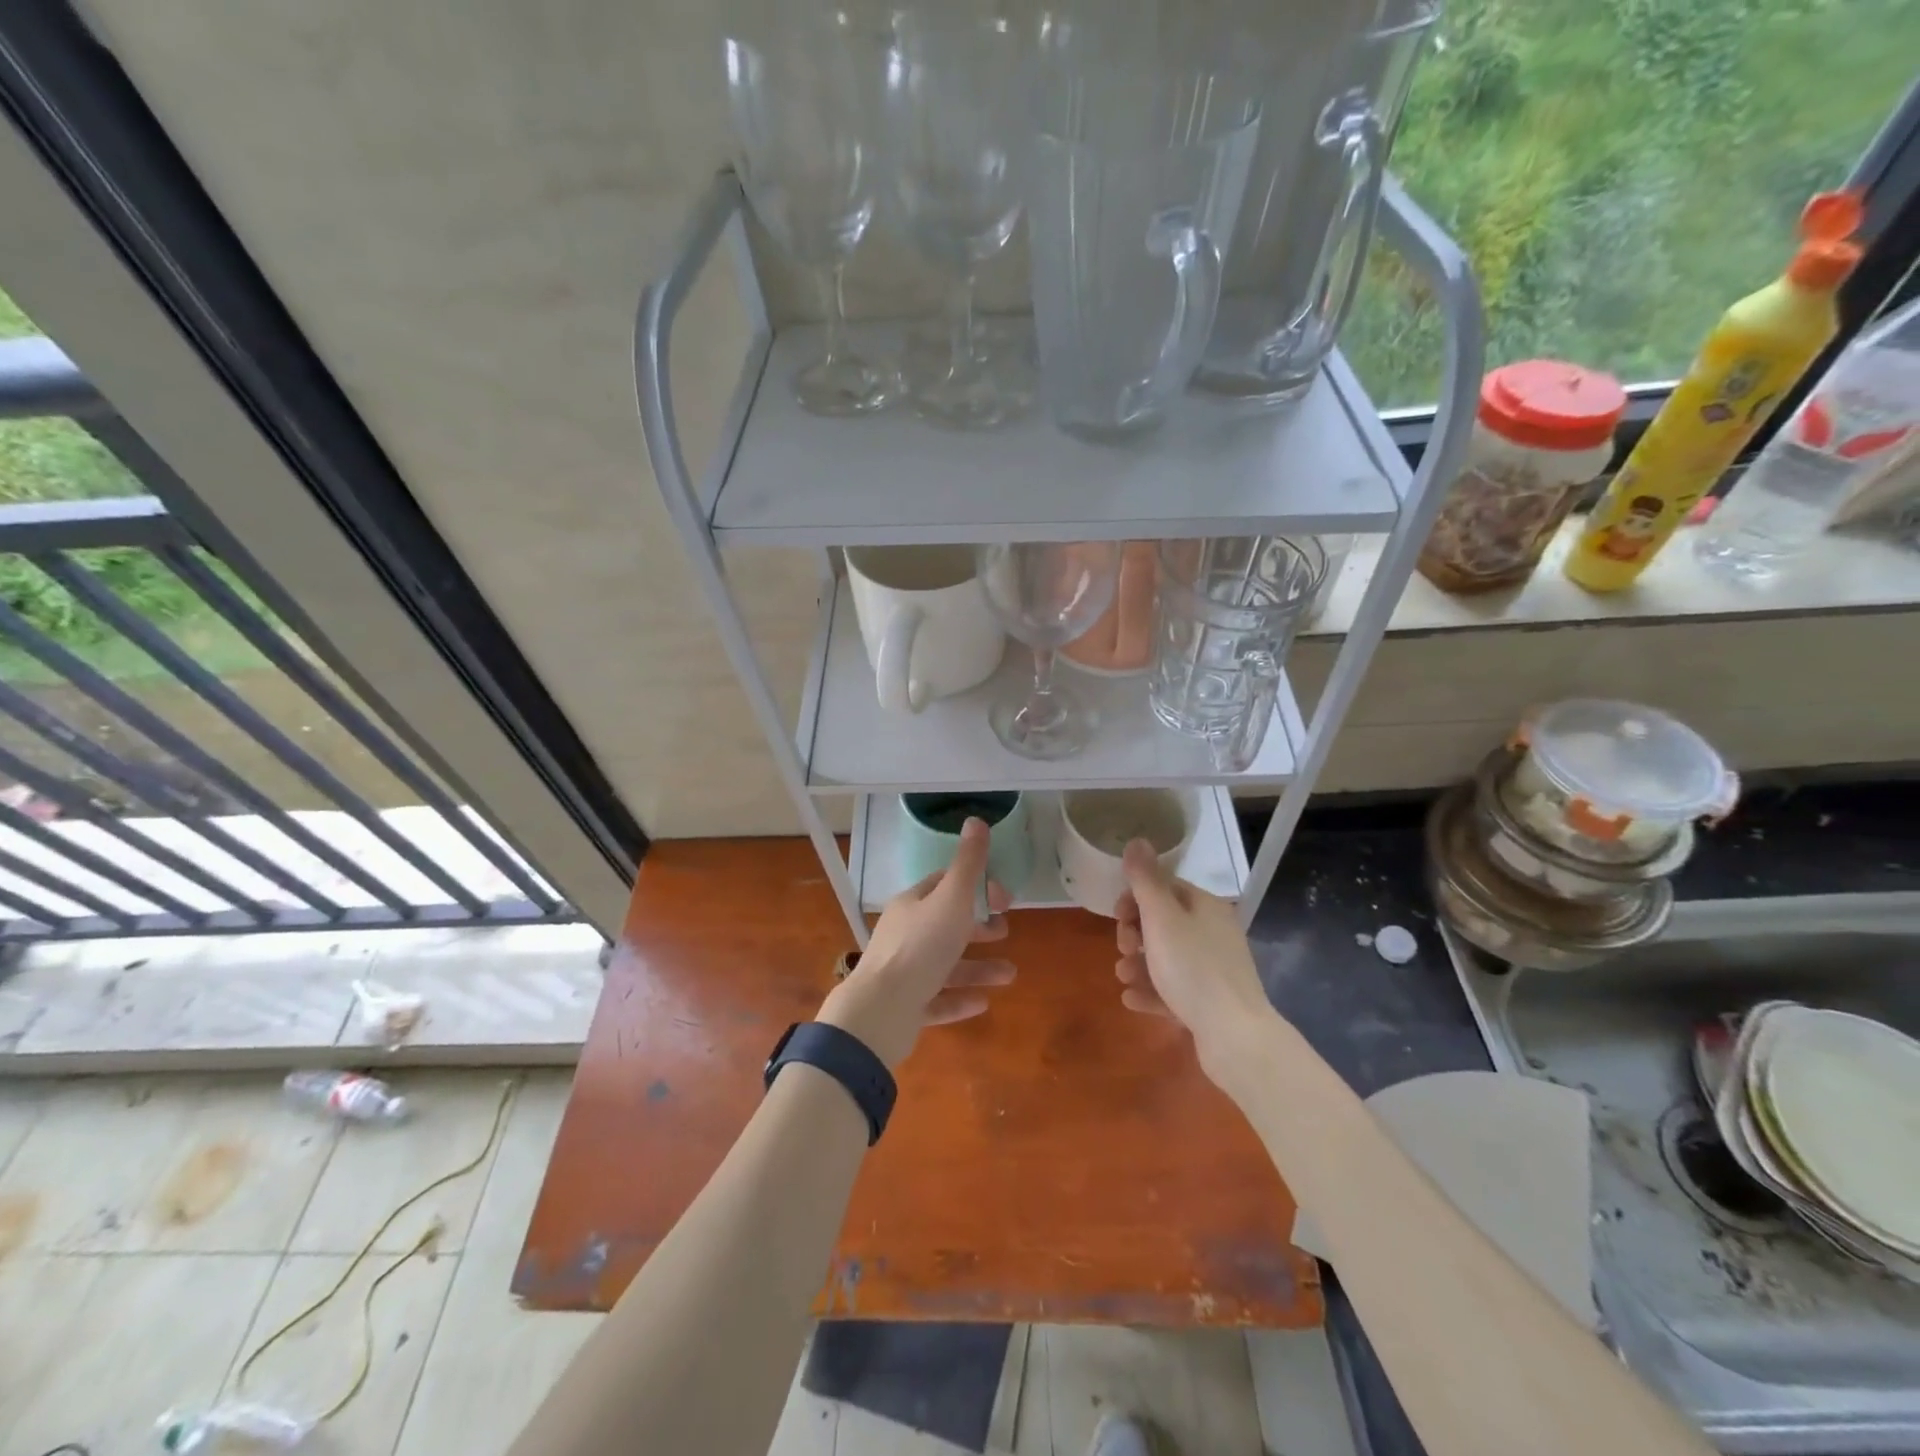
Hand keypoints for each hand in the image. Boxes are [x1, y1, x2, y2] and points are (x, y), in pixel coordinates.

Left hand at [819, 817, 1014, 1068]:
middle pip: (946, 924)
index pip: (944, 885)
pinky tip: (983, 1003)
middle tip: (1005, 931)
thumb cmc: (921, 947)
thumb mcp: (952, 899)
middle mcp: (905, 934)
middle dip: (978, 927)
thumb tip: (976, 820)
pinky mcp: (905, 1007)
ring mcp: (903, 973)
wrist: (881, 1011)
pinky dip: (960, 999)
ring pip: (946, 965)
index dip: (975, 887)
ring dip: (978, 967)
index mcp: (912, 904)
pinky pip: (937, 999)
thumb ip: (968, 864)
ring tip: (1010, 974)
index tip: (1004, 898)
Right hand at [1114, 839, 1273, 1077]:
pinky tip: (1132, 1000)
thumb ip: (1145, 880)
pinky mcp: (1210, 1001)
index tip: (1117, 916)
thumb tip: (1137, 840)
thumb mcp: (1162, 918)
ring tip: (1124, 977)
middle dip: (1134, 934)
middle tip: (1123, 948)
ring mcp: (1213, 968)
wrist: (1235, 1036)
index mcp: (1205, 906)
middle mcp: (1212, 932)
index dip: (1136, 898)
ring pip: (1166, 958)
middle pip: (1163, 923)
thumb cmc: (1193, 969)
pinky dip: (1152, 991)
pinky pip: (1174, 989)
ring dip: (1138, 964)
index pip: (1165, 888)